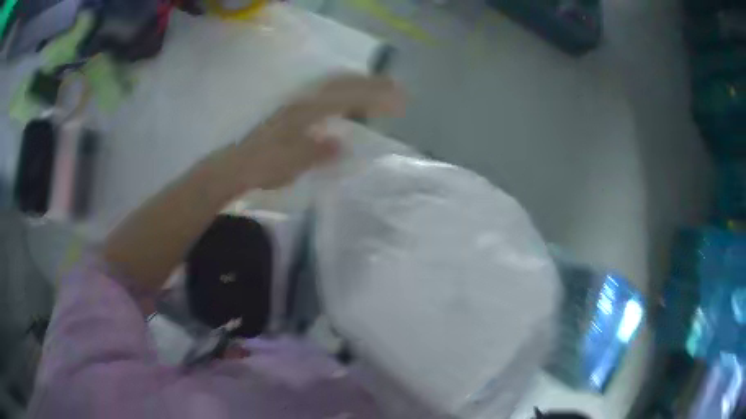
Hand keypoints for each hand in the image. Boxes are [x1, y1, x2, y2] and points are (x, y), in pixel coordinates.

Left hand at [233, 74, 403, 189]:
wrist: (238, 165)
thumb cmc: (264, 166)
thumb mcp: (291, 164)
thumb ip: (317, 153)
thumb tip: (342, 144)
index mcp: (304, 112)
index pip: (345, 97)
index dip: (373, 96)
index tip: (397, 102)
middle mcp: (303, 101)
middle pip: (342, 83)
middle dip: (372, 85)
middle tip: (397, 91)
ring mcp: (298, 103)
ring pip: (334, 85)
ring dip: (358, 85)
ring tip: (380, 92)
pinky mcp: (295, 109)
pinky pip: (326, 93)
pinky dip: (344, 93)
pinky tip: (349, 104)